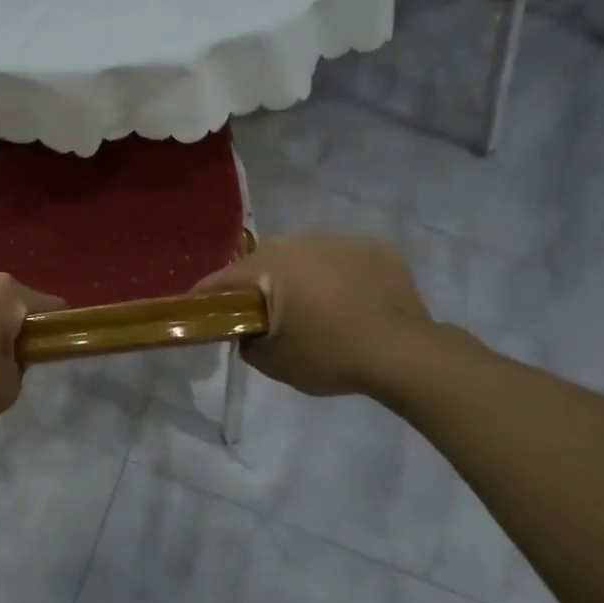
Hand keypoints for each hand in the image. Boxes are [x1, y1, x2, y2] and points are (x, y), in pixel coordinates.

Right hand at [194, 234, 432, 396]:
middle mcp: (301, 240)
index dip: (206, 298)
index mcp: (270, 263)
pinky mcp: (377, 248)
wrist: (403, 353)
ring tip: (318, 312)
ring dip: (303, 279)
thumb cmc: (328, 355)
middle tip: (267, 318)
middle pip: (265, 263)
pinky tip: (353, 306)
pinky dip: (341, 279)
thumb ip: (246, 342)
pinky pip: (344, 262)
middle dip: (260, 287)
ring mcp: (342, 240)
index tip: (200, 314)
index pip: (223, 279)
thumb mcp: (272, 362)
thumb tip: (247, 332)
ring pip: (307, 258)